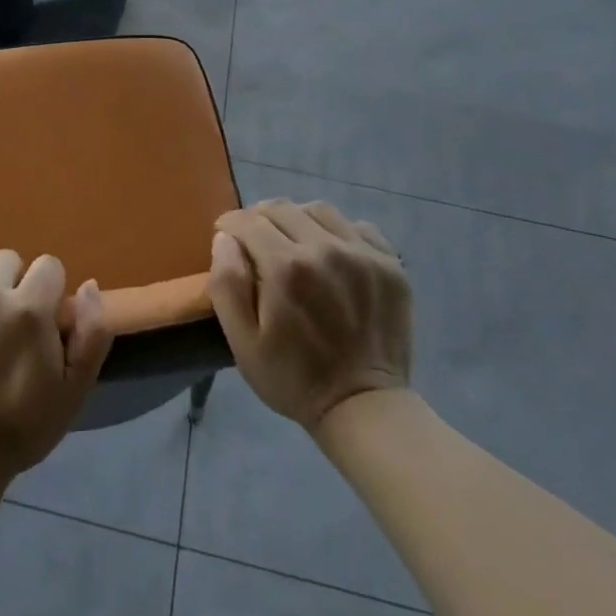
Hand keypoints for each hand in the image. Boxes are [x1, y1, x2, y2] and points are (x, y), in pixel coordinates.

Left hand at [0, 250, 112, 489]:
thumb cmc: (19, 429)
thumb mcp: (73, 391)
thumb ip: (92, 333)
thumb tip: (89, 285)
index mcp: (29, 309)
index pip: (48, 266)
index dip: (49, 293)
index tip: (41, 323)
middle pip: (7, 261)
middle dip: (13, 287)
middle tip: (5, 329)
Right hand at [208, 199, 410, 431]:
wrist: (364, 407)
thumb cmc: (293, 378)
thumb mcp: (242, 342)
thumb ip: (226, 284)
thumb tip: (225, 238)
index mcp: (285, 267)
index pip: (247, 221)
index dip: (230, 226)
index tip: (227, 239)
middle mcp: (324, 248)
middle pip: (281, 208)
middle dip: (259, 219)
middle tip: (255, 243)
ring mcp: (362, 253)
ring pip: (318, 210)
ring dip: (297, 220)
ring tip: (293, 244)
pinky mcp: (390, 263)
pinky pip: (356, 226)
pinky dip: (338, 232)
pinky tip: (332, 255)